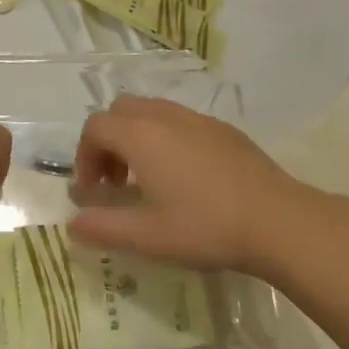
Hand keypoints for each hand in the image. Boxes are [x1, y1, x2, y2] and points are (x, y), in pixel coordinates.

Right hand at [67, 95, 309, 273]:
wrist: (276, 219)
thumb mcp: (147, 236)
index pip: (95, 128)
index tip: (92, 192)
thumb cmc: (205, 226)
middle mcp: (163, 115)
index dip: (84, 156)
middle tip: (116, 183)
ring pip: (150, 112)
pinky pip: (178, 120)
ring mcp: (195, 117)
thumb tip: (71, 224)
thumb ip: (103, 227)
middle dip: (108, 142)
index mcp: (139, 135)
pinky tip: (185, 178)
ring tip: (148, 180)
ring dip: (136, 138)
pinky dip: (165, 138)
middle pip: (120, 112)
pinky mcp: (221, 128)